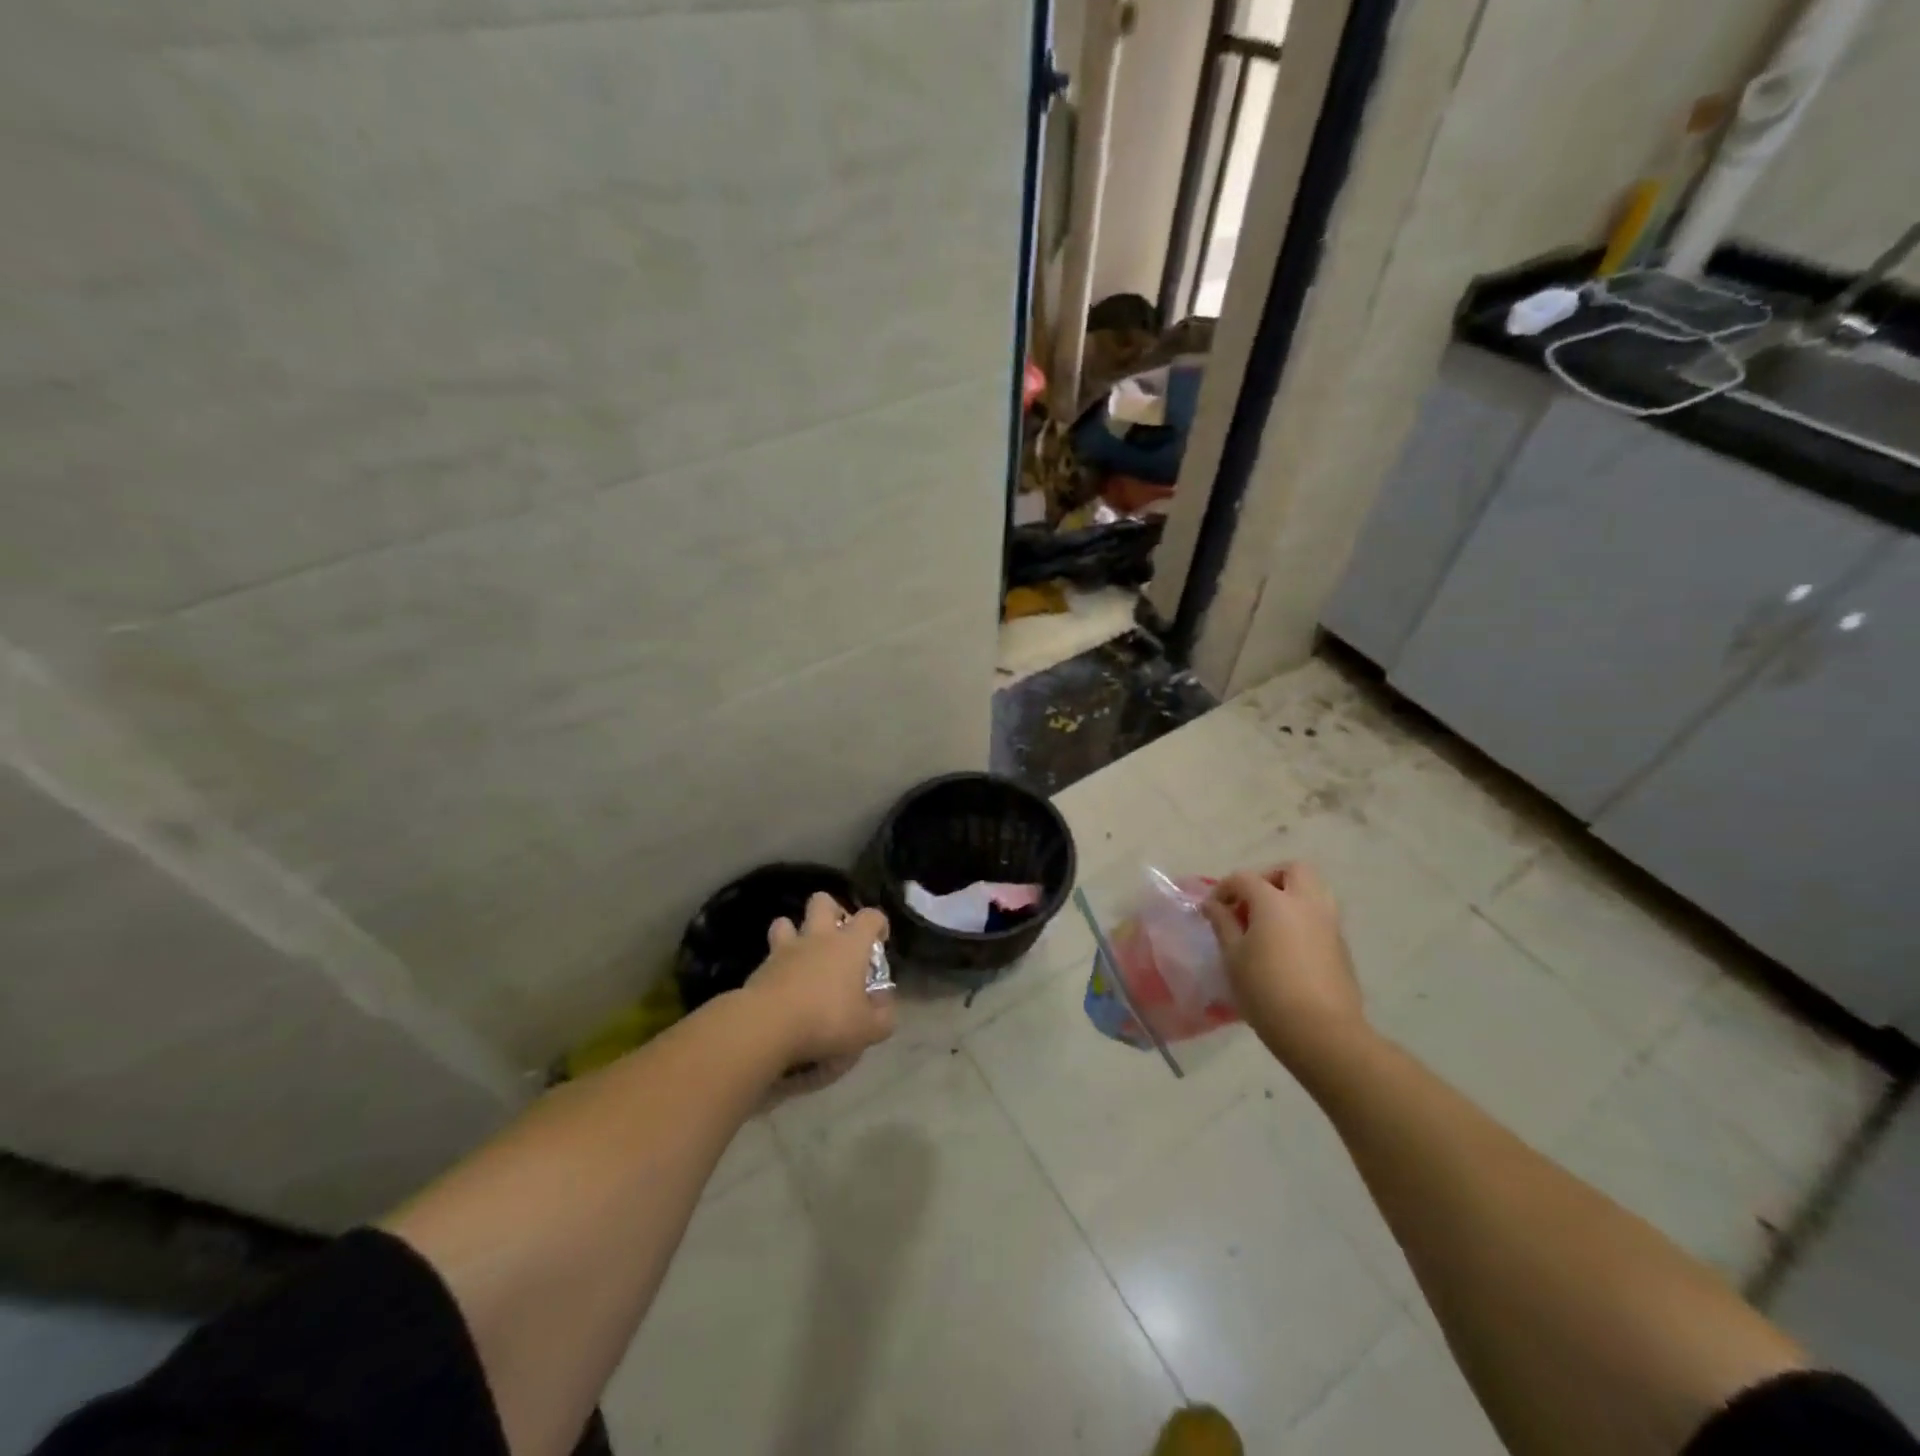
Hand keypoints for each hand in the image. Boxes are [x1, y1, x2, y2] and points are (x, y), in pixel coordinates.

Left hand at [744, 892, 895, 1074]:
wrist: (768, 1026)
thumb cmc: (826, 1020)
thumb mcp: (868, 1029)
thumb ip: (883, 1016)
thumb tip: (884, 1004)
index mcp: (850, 944)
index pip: (870, 916)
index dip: (878, 924)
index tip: (879, 941)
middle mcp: (818, 937)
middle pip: (822, 901)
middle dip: (831, 911)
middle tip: (838, 937)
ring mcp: (786, 949)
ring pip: (785, 921)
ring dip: (794, 932)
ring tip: (803, 954)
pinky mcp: (761, 967)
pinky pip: (770, 954)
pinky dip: (777, 964)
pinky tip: (783, 984)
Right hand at [1200, 862, 1366, 1071]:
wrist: (1321, 1032)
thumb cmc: (1266, 991)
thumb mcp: (1233, 956)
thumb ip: (1223, 924)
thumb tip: (1213, 905)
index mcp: (1275, 901)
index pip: (1245, 879)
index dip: (1224, 889)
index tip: (1212, 910)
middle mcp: (1306, 903)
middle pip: (1293, 870)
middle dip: (1269, 878)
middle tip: (1251, 903)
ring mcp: (1329, 924)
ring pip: (1314, 890)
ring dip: (1291, 895)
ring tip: (1270, 922)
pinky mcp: (1342, 946)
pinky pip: (1321, 916)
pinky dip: (1303, 918)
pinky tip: (1287, 946)